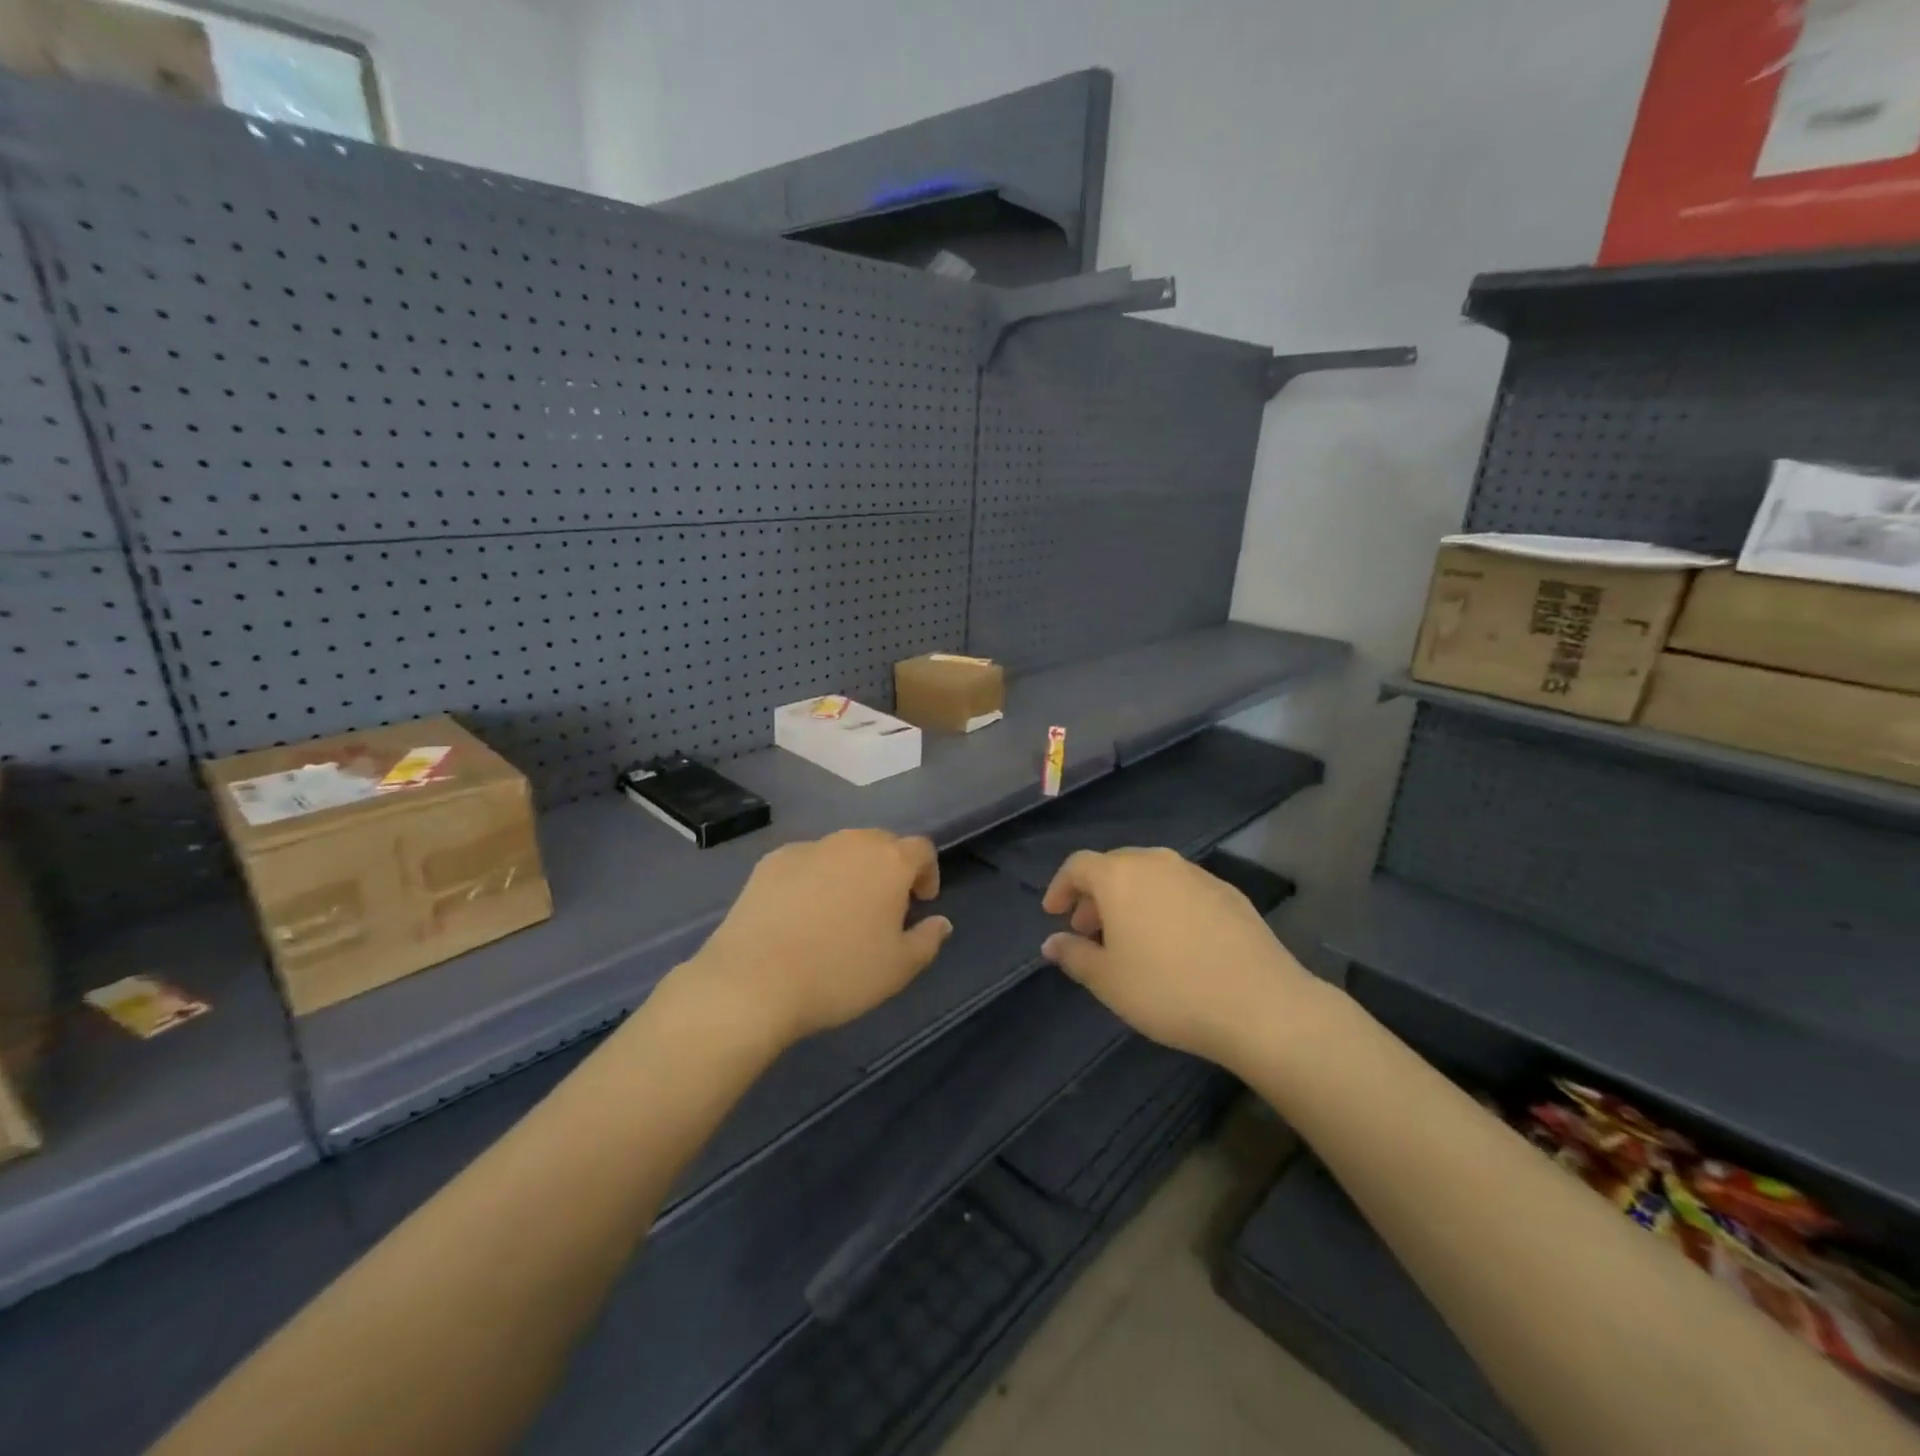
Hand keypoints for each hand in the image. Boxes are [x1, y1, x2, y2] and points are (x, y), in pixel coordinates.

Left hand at [688, 829, 952, 1046]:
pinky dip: (813, 878)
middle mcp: (851, 842)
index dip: (927, 873)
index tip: (920, 903)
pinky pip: (806, 862)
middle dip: (889, 869)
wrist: (754, 981)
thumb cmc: (840, 974)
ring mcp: (808, 848)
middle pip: (882, 843)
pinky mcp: (772, 861)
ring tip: (840, 910)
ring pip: (842, 850)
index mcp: (890, 861)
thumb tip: (940, 922)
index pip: (922, 850)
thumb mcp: (899, 969)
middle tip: (883, 907)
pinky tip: (801, 913)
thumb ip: (928, 940)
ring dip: (851, 871)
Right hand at [1040, 847, 1310, 1070]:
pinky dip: (1165, 905)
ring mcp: (1196, 874)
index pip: (1078, 865)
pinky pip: (1181, 889)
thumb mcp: (1108, 981)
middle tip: (1089, 930)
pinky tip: (1174, 942)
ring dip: (1131, 899)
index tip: (1054, 914)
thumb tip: (1052, 942)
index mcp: (1120, 875)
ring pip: (1150, 876)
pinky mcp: (1228, 892)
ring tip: (1130, 938)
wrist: (1260, 1004)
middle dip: (1096, 895)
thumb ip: (1074, 956)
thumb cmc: (1168, 990)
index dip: (1060, 887)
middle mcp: (1157, 862)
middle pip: (1115, 866)